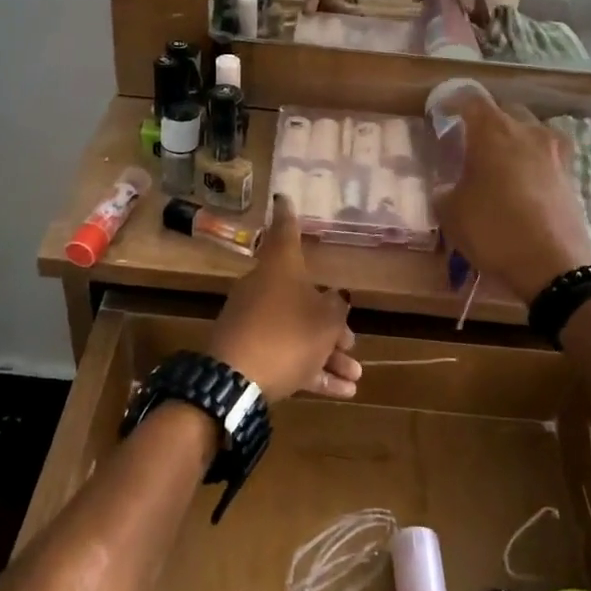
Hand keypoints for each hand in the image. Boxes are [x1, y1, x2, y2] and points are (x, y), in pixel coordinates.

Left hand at [208, 196, 361, 402]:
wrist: (236, 382)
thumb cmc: (287, 336)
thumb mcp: (326, 320)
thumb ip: (336, 306)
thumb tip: (336, 298)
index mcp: (280, 269)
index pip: (286, 233)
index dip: (288, 216)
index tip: (283, 198)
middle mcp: (264, 289)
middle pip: (302, 297)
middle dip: (330, 322)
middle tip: (351, 343)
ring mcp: (253, 321)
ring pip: (297, 331)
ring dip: (327, 354)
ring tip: (355, 376)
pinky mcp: (249, 352)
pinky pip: (287, 355)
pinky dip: (312, 370)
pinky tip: (341, 392)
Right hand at [432, 92, 590, 303]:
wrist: (553, 267)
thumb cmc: (493, 230)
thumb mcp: (451, 213)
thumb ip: (445, 190)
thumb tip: (447, 185)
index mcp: (494, 131)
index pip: (471, 100)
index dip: (454, 103)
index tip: (443, 114)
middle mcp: (528, 131)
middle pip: (506, 112)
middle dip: (487, 122)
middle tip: (471, 143)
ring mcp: (555, 152)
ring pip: (531, 132)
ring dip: (514, 140)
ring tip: (500, 163)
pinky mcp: (572, 175)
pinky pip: (547, 156)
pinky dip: (532, 162)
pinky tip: (523, 184)